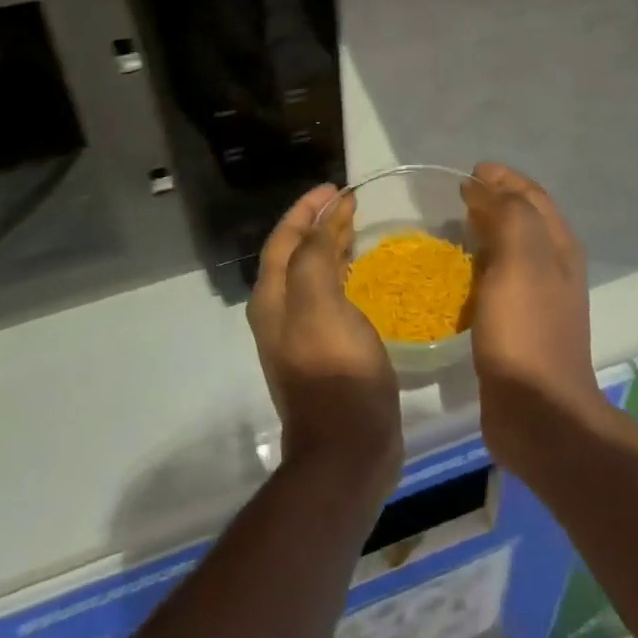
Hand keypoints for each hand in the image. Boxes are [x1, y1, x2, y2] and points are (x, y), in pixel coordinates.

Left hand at [249, 185, 403, 501]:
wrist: (347, 449)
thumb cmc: (335, 370)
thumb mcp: (320, 303)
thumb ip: (314, 256)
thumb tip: (320, 224)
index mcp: (273, 298)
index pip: (283, 239)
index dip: (306, 209)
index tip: (335, 188)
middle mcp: (280, 313)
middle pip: (295, 254)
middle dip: (318, 224)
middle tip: (350, 203)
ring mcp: (302, 335)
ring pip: (313, 275)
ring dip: (330, 247)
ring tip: (357, 229)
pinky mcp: (327, 352)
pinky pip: (330, 297)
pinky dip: (343, 274)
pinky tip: (364, 276)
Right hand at [463, 164, 607, 468]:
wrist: (538, 413)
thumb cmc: (527, 329)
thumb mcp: (521, 258)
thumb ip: (508, 214)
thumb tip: (483, 187)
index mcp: (559, 246)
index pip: (531, 196)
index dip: (503, 178)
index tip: (468, 172)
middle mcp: (554, 267)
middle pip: (524, 220)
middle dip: (494, 201)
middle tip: (456, 197)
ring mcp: (538, 300)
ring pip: (510, 251)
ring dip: (485, 233)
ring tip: (453, 228)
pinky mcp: (518, 328)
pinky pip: (497, 282)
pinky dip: (479, 267)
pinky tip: (457, 277)